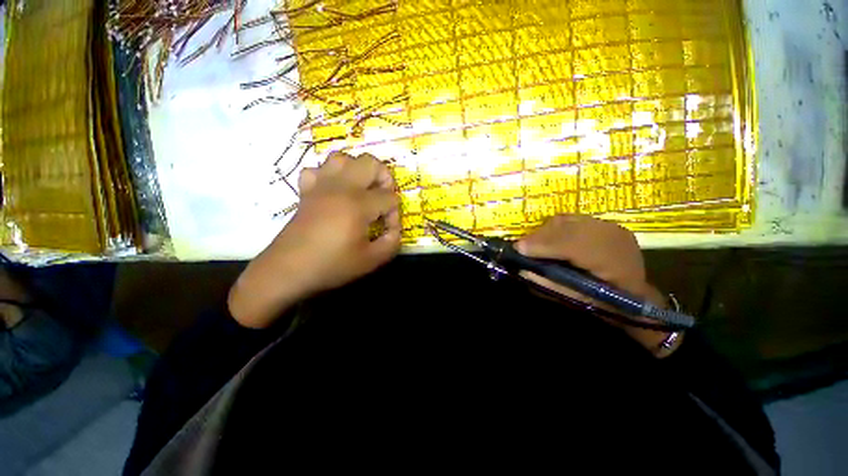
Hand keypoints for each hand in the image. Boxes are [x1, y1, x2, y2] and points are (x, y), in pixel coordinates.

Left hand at [228, 152, 400, 327]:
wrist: (287, 271)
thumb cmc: (331, 266)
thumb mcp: (370, 261)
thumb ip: (392, 243)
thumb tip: (395, 230)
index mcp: (358, 204)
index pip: (389, 197)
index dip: (394, 213)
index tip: (388, 229)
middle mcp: (341, 187)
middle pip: (370, 163)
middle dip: (384, 178)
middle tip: (383, 198)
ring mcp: (320, 185)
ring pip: (343, 158)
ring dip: (358, 170)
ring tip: (361, 190)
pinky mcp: (306, 191)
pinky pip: (317, 169)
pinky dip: (329, 175)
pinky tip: (334, 191)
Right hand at [516, 215, 680, 356]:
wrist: (637, 297)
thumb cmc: (606, 305)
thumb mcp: (577, 302)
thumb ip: (549, 285)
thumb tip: (523, 269)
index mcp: (615, 263)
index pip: (574, 245)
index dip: (543, 245)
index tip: (519, 249)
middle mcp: (615, 238)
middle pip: (567, 227)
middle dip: (539, 236)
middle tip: (521, 247)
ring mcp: (611, 227)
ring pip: (568, 220)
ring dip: (545, 231)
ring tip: (533, 244)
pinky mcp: (604, 224)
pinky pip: (571, 220)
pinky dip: (554, 228)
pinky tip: (549, 239)